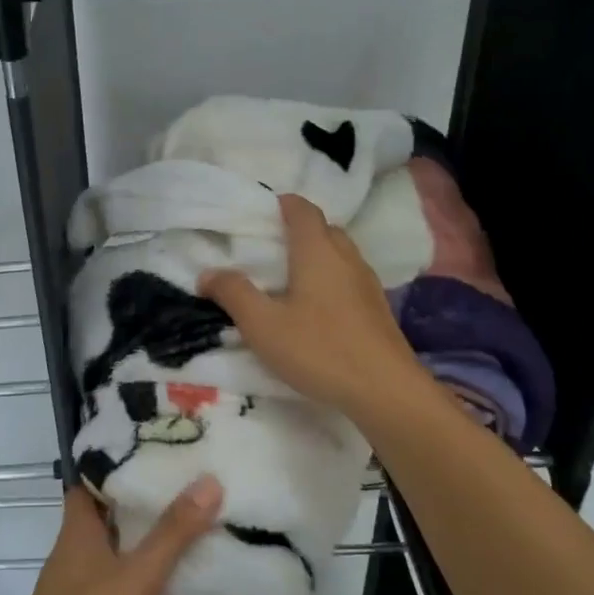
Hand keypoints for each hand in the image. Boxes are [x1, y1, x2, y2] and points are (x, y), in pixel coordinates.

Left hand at [0, 476, 222, 594]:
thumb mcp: (139, 576)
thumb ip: (174, 532)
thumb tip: (208, 480)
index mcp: (78, 537)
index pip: (86, 489)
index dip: (111, 472)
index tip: (148, 461)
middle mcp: (72, 565)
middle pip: (106, 533)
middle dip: (141, 525)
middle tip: (184, 511)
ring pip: (114, 582)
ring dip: (145, 582)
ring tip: (188, 575)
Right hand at [199, 192, 423, 418]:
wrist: (386, 391)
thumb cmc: (319, 349)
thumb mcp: (262, 324)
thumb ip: (233, 293)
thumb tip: (207, 273)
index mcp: (317, 251)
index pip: (302, 209)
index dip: (282, 204)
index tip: (260, 212)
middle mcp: (346, 257)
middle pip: (323, 229)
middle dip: (297, 230)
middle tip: (268, 248)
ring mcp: (367, 283)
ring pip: (339, 254)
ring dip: (315, 256)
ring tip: (288, 278)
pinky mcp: (377, 309)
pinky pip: (348, 278)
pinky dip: (329, 280)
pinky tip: (315, 308)